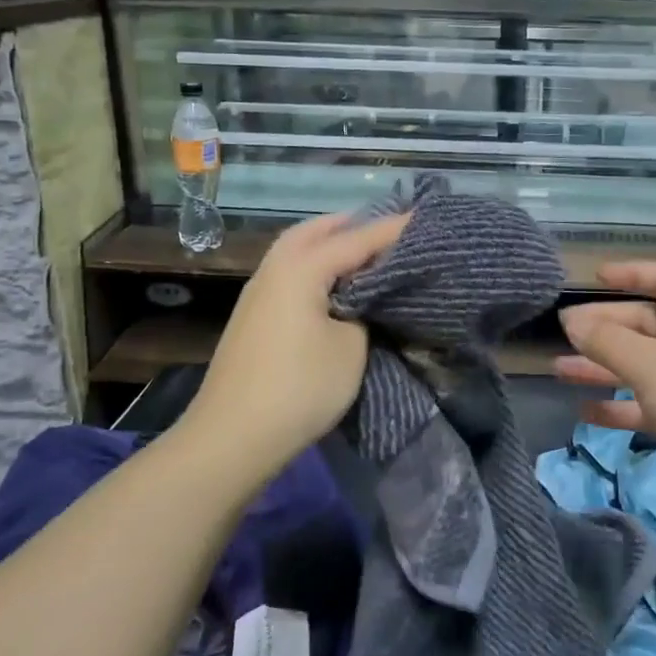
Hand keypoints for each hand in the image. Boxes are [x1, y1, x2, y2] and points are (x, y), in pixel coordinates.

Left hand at [183, 211, 408, 482]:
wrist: (232, 437)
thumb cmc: (299, 388)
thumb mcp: (351, 348)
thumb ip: (363, 313)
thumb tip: (359, 304)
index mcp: (300, 269)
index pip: (356, 239)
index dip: (392, 229)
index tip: (423, 218)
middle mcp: (274, 269)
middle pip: (315, 231)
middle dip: (351, 225)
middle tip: (386, 228)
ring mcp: (258, 293)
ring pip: (295, 250)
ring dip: (328, 243)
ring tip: (361, 250)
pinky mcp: (253, 316)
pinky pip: (288, 271)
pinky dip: (313, 265)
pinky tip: (331, 282)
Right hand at [555, 262, 655, 525]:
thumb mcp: (649, 364)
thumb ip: (606, 341)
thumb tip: (571, 319)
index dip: (632, 273)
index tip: (595, 278)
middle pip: (644, 324)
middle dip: (604, 327)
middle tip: (563, 334)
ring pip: (640, 365)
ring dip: (602, 366)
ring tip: (558, 370)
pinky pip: (646, 403)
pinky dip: (617, 405)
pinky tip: (584, 411)